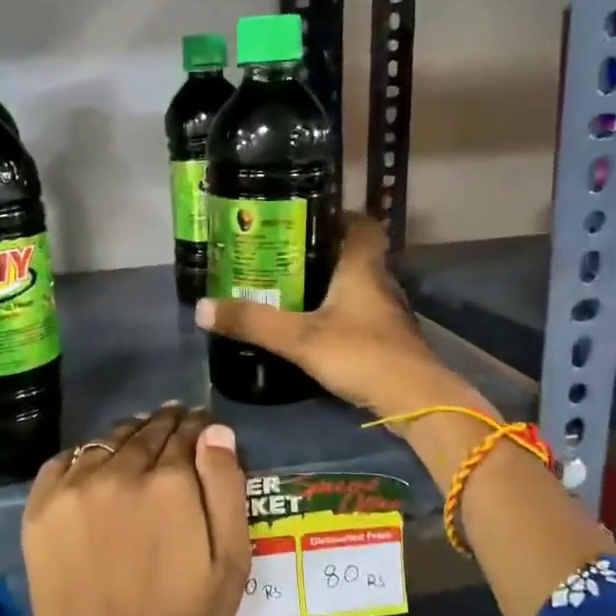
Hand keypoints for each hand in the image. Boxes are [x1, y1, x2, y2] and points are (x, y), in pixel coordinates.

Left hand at [18, 404, 250, 615]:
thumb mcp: (229, 563)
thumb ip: (226, 488)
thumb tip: (215, 431)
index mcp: (170, 483)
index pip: (187, 433)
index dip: (197, 426)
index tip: (200, 425)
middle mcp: (120, 471)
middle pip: (147, 431)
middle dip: (165, 425)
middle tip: (174, 423)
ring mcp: (74, 486)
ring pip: (108, 440)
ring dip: (128, 436)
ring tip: (138, 441)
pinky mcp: (41, 505)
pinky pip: (66, 459)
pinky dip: (86, 456)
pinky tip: (96, 467)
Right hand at [195, 214, 489, 421]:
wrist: (414, 399)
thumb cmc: (360, 354)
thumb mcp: (299, 338)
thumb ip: (253, 322)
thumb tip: (202, 307)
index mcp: (362, 267)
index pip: (362, 224)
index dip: (339, 215)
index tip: (307, 216)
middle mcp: (379, 282)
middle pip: (355, 254)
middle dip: (323, 251)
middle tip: (283, 254)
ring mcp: (387, 313)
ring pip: (358, 285)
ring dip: (332, 283)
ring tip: (291, 287)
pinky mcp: (388, 339)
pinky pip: (360, 312)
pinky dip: (340, 311)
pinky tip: (316, 325)